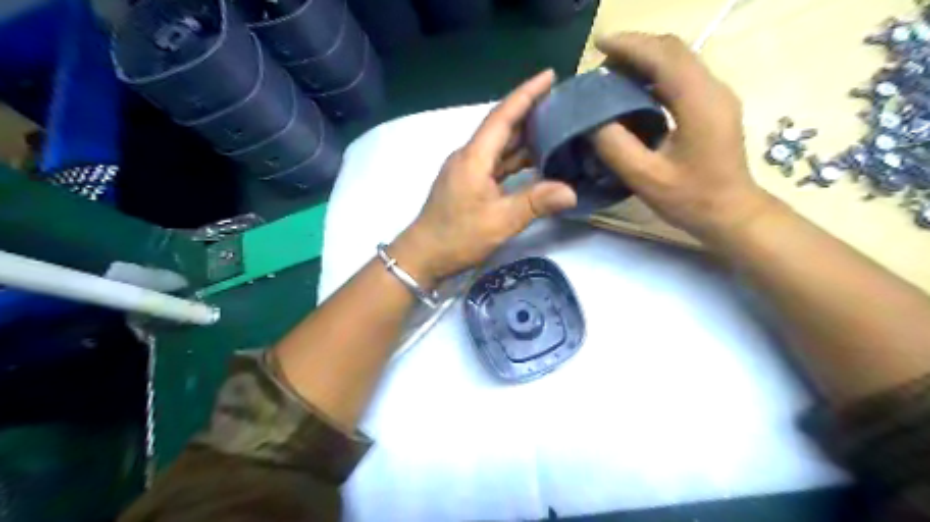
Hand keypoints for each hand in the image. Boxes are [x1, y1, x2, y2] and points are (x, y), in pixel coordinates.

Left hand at [390, 70, 579, 284]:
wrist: (423, 256)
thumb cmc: (458, 237)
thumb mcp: (500, 221)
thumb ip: (535, 203)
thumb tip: (571, 191)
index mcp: (474, 157)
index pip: (502, 116)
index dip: (526, 94)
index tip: (550, 75)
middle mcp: (469, 156)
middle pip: (501, 127)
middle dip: (529, 111)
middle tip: (562, 102)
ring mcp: (467, 170)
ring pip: (499, 146)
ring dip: (524, 136)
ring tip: (555, 127)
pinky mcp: (468, 183)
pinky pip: (496, 163)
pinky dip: (515, 159)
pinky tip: (534, 161)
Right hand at [587, 33, 777, 240]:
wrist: (732, 214)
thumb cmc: (691, 200)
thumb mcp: (646, 178)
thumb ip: (615, 147)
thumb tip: (592, 121)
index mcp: (699, 103)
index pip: (664, 57)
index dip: (629, 45)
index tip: (598, 44)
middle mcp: (713, 89)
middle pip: (673, 50)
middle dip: (635, 49)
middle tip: (601, 64)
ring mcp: (716, 96)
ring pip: (678, 61)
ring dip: (645, 61)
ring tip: (612, 76)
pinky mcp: (713, 106)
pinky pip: (682, 77)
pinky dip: (655, 75)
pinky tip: (634, 91)